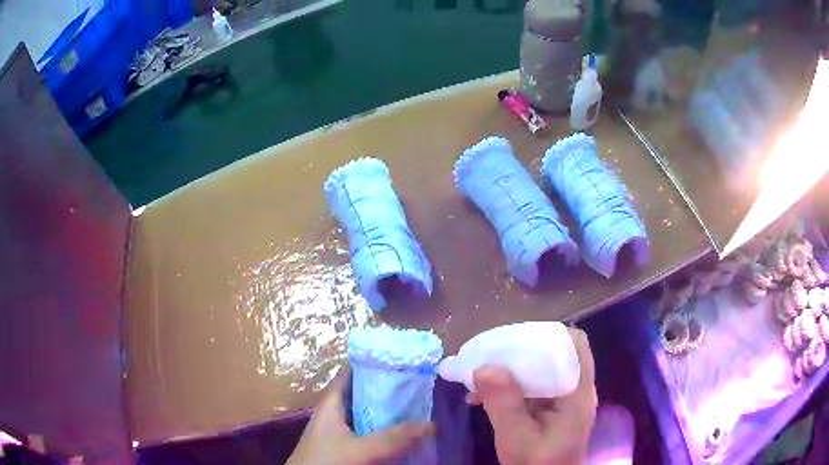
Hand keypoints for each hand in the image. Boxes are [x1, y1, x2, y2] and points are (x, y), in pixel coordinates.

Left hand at [287, 371, 435, 464]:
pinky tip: (405, 435)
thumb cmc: (324, 462)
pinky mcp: (346, 446)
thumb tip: (432, 425)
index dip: (375, 362)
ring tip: (421, 407)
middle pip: (365, 394)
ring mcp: (341, 430)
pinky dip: (386, 431)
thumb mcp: (359, 449)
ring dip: (391, 413)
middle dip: (391, 390)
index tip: (405, 359)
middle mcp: (337, 412)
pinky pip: (370, 433)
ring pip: (370, 415)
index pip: (352, 372)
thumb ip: (392, 439)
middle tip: (422, 386)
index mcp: (332, 402)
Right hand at [470, 328, 596, 464]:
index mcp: (577, 393)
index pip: (575, 345)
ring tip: (479, 377)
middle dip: (520, 352)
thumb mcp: (517, 440)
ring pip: (541, 370)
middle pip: (555, 354)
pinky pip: (531, 388)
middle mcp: (574, 390)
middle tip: (488, 357)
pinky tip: (482, 396)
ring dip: (510, 370)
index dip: (549, 335)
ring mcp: (562, 401)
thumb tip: (484, 367)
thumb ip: (505, 405)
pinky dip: (509, 387)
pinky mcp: (550, 411)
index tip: (515, 341)